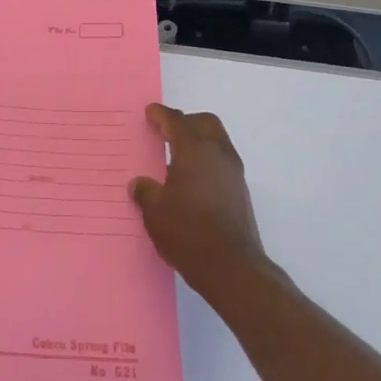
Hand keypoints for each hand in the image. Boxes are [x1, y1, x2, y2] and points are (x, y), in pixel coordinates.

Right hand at [130, 105, 266, 298]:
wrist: (232, 268)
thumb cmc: (188, 232)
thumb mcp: (155, 212)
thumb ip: (146, 192)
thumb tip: (140, 184)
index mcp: (194, 150)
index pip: (176, 121)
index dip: (161, 115)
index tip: (150, 113)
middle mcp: (218, 154)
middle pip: (204, 123)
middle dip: (185, 122)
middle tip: (166, 132)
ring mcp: (234, 173)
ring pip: (217, 141)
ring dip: (198, 142)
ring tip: (176, 159)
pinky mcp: (241, 191)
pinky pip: (221, 162)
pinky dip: (206, 161)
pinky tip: (190, 181)